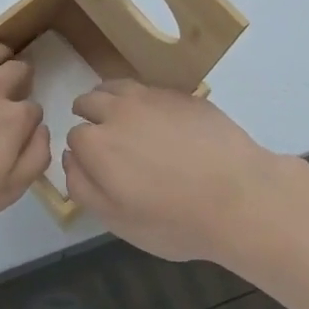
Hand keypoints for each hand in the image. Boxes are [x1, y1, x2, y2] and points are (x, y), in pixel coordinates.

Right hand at [65, 81, 283, 263]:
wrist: (239, 196)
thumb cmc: (175, 219)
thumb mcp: (119, 221)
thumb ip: (84, 188)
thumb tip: (69, 159)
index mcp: (97, 143)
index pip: (74, 136)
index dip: (82, 151)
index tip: (96, 165)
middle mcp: (118, 110)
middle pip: (90, 100)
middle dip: (89, 115)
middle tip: (104, 137)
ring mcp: (152, 97)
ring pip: (118, 86)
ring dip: (111, 99)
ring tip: (123, 118)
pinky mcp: (181, 94)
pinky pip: (151, 90)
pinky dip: (145, 101)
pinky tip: (161, 121)